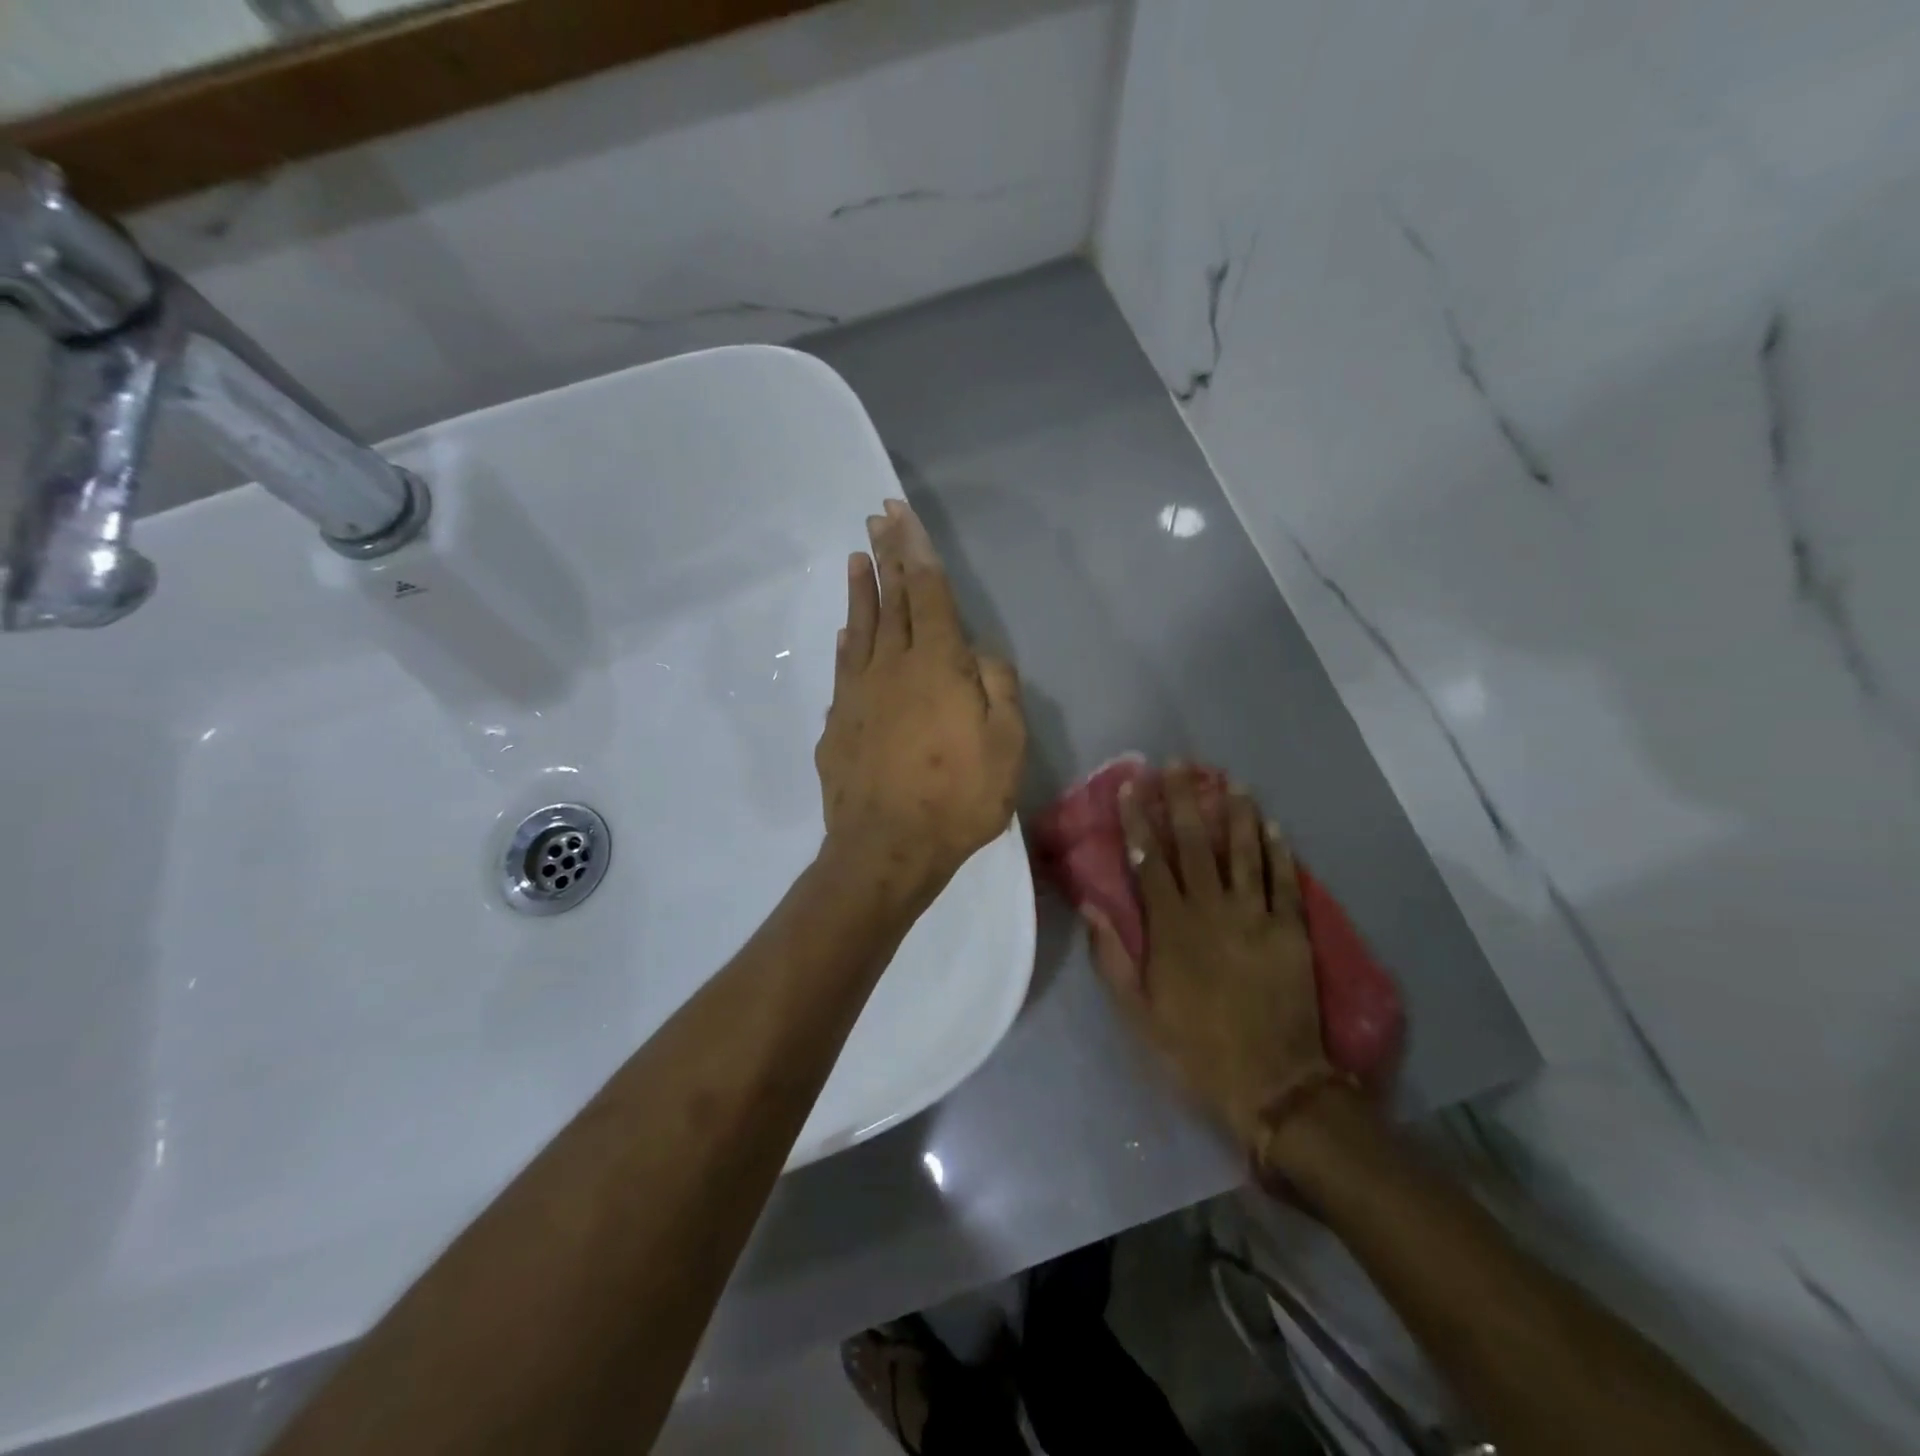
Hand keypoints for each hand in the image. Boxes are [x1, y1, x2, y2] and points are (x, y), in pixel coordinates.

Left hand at [815, 500, 1025, 906]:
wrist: (886, 849)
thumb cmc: (958, 799)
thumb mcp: (1006, 747)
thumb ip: (998, 689)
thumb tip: (980, 655)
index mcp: (937, 665)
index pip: (928, 592)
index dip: (916, 550)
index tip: (900, 514)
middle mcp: (892, 666)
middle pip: (891, 599)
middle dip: (887, 555)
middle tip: (877, 517)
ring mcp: (858, 693)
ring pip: (860, 628)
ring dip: (861, 590)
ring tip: (856, 557)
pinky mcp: (838, 722)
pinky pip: (843, 668)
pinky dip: (846, 641)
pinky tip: (844, 631)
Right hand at [1083, 767, 1334, 1149]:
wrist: (1272, 1085)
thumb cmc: (1194, 1049)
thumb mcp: (1137, 1012)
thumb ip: (1112, 957)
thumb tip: (1091, 908)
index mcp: (1171, 928)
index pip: (1150, 861)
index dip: (1138, 820)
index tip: (1131, 786)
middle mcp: (1212, 910)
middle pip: (1196, 844)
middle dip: (1184, 800)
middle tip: (1179, 764)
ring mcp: (1257, 917)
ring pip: (1244, 852)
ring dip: (1236, 813)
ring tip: (1229, 781)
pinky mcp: (1292, 931)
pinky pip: (1285, 881)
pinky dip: (1280, 851)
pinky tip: (1275, 824)